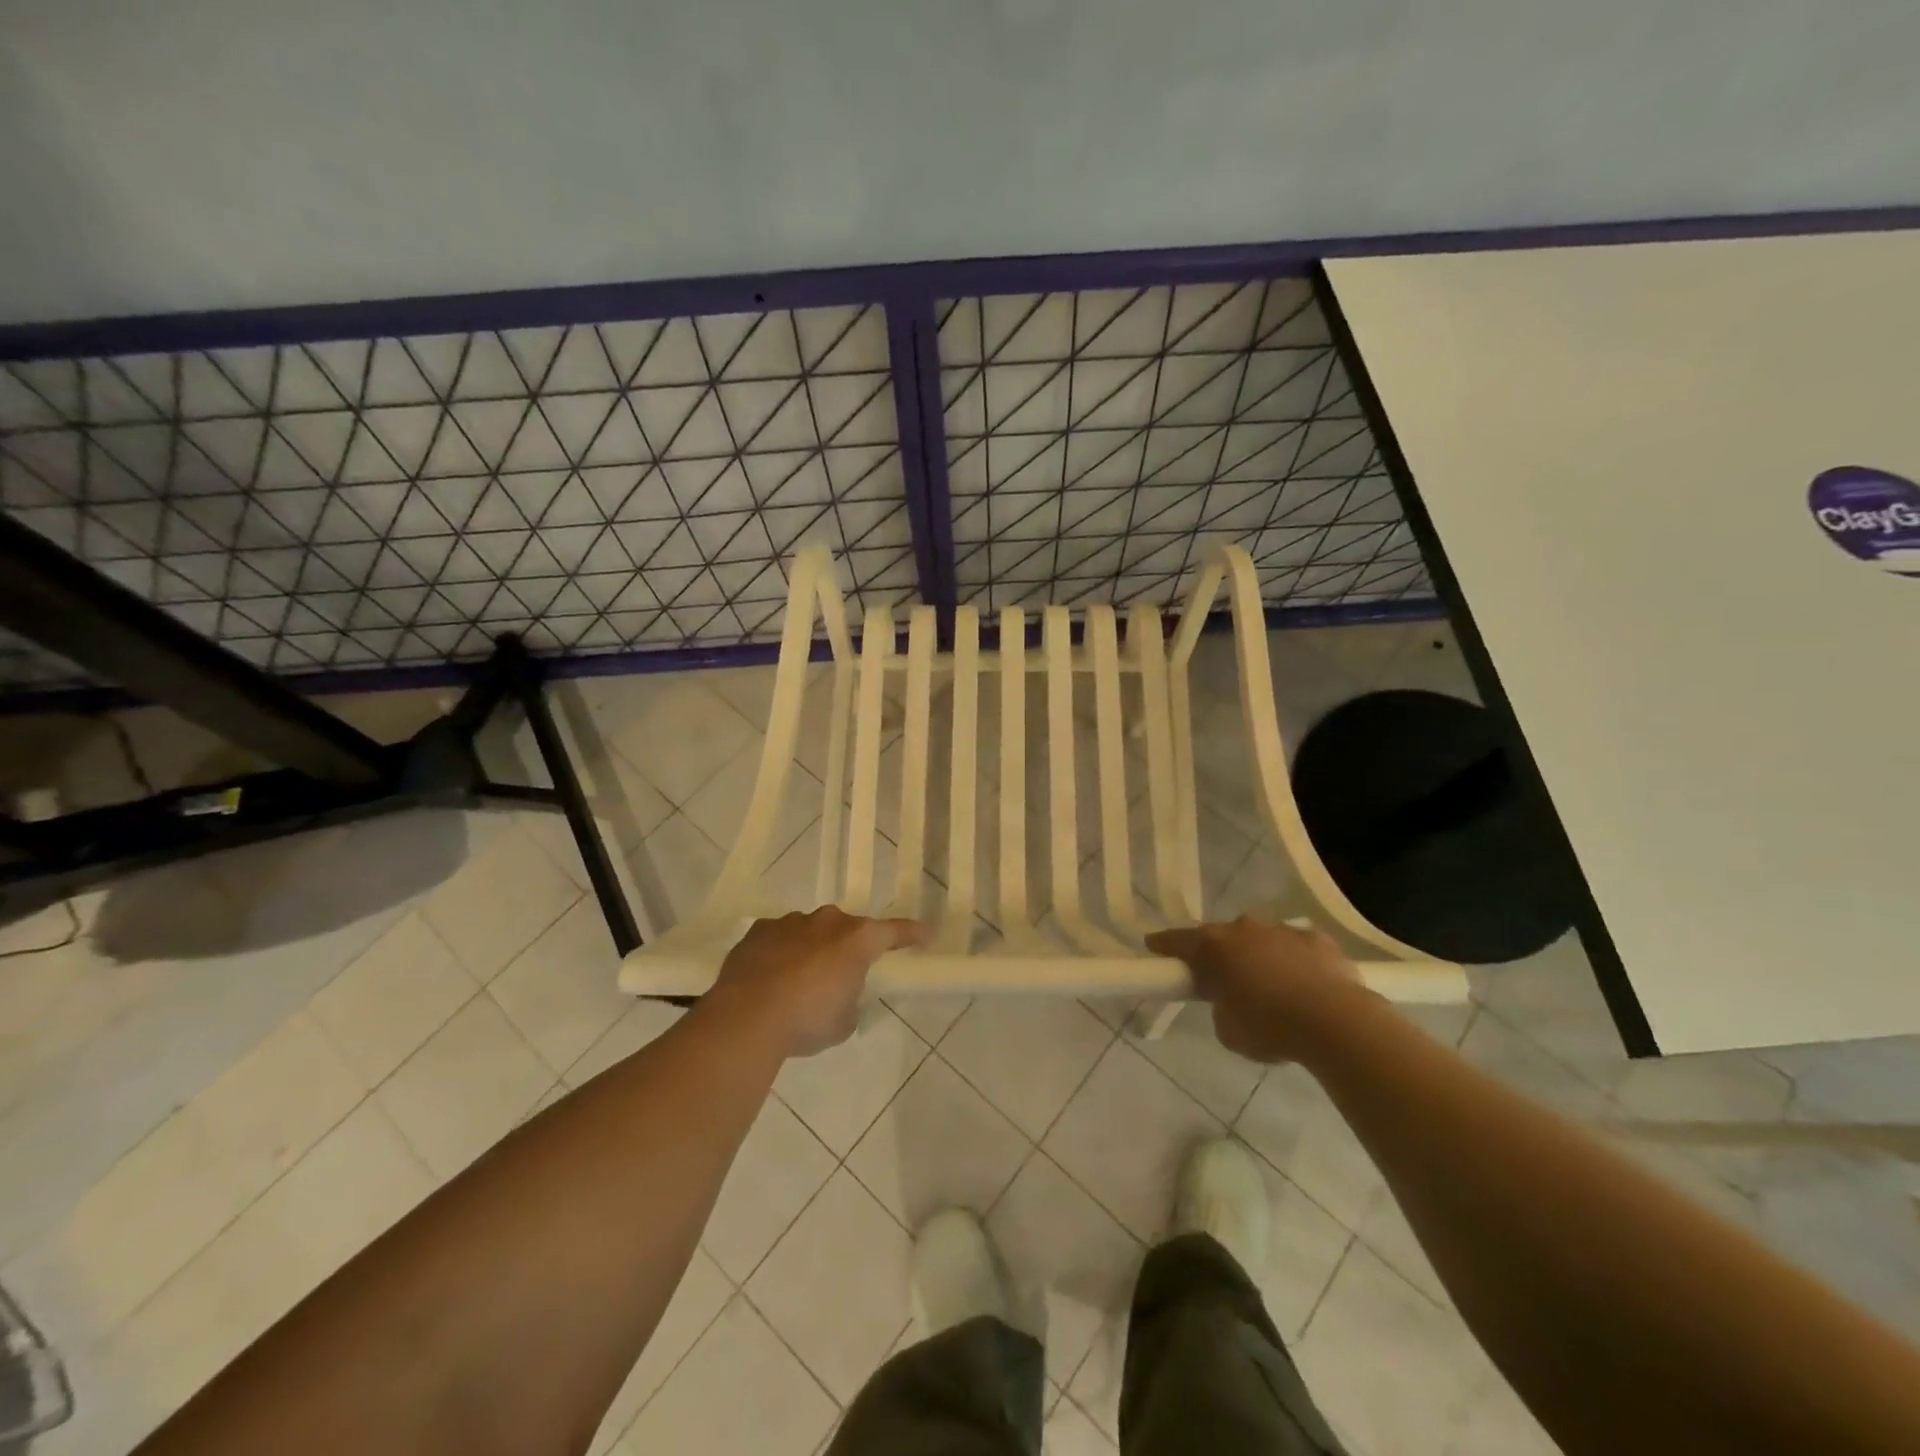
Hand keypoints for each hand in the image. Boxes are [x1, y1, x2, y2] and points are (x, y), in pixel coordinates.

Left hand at [711, 906, 925, 1057]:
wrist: (747, 1017)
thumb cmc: (807, 1020)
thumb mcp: (844, 1023)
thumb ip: (850, 1003)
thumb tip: (842, 998)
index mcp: (858, 940)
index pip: (894, 931)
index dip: (912, 933)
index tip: (925, 934)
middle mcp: (828, 922)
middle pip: (848, 928)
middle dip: (848, 946)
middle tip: (844, 972)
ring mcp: (791, 922)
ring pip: (811, 930)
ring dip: (812, 948)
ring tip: (801, 980)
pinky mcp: (759, 930)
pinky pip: (779, 937)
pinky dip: (781, 951)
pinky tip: (771, 976)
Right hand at [1145, 915, 1372, 1063]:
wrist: (1335, 1021)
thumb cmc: (1269, 1026)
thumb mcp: (1228, 1029)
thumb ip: (1220, 1007)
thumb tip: (1230, 1001)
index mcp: (1214, 947)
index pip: (1178, 940)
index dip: (1164, 945)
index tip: (1154, 947)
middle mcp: (1244, 929)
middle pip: (1222, 937)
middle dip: (1220, 954)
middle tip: (1222, 978)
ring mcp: (1282, 930)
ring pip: (1262, 939)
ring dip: (1260, 956)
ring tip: (1271, 987)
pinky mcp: (1317, 939)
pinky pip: (1297, 948)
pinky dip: (1295, 961)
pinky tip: (1306, 985)